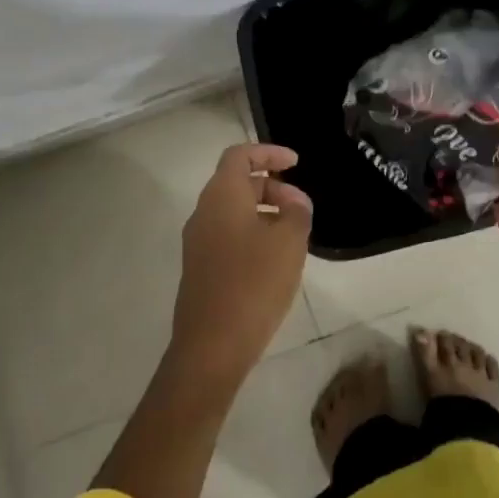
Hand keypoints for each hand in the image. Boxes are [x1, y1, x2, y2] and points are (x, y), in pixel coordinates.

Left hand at [170, 143, 313, 379]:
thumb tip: (294, 200)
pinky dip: (252, 233)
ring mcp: (198, 242)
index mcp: (222, 196)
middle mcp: (204, 213)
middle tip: (300, 206)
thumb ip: (297, 211)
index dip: (269, 152)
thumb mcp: (289, 241)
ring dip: (263, 211)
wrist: (212, 345)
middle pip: (236, 182)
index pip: (240, 155)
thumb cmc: (254, 283)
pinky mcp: (200, 268)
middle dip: (271, 185)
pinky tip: (275, 259)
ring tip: (293, 233)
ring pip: (232, 211)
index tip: (295, 163)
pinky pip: (227, 235)